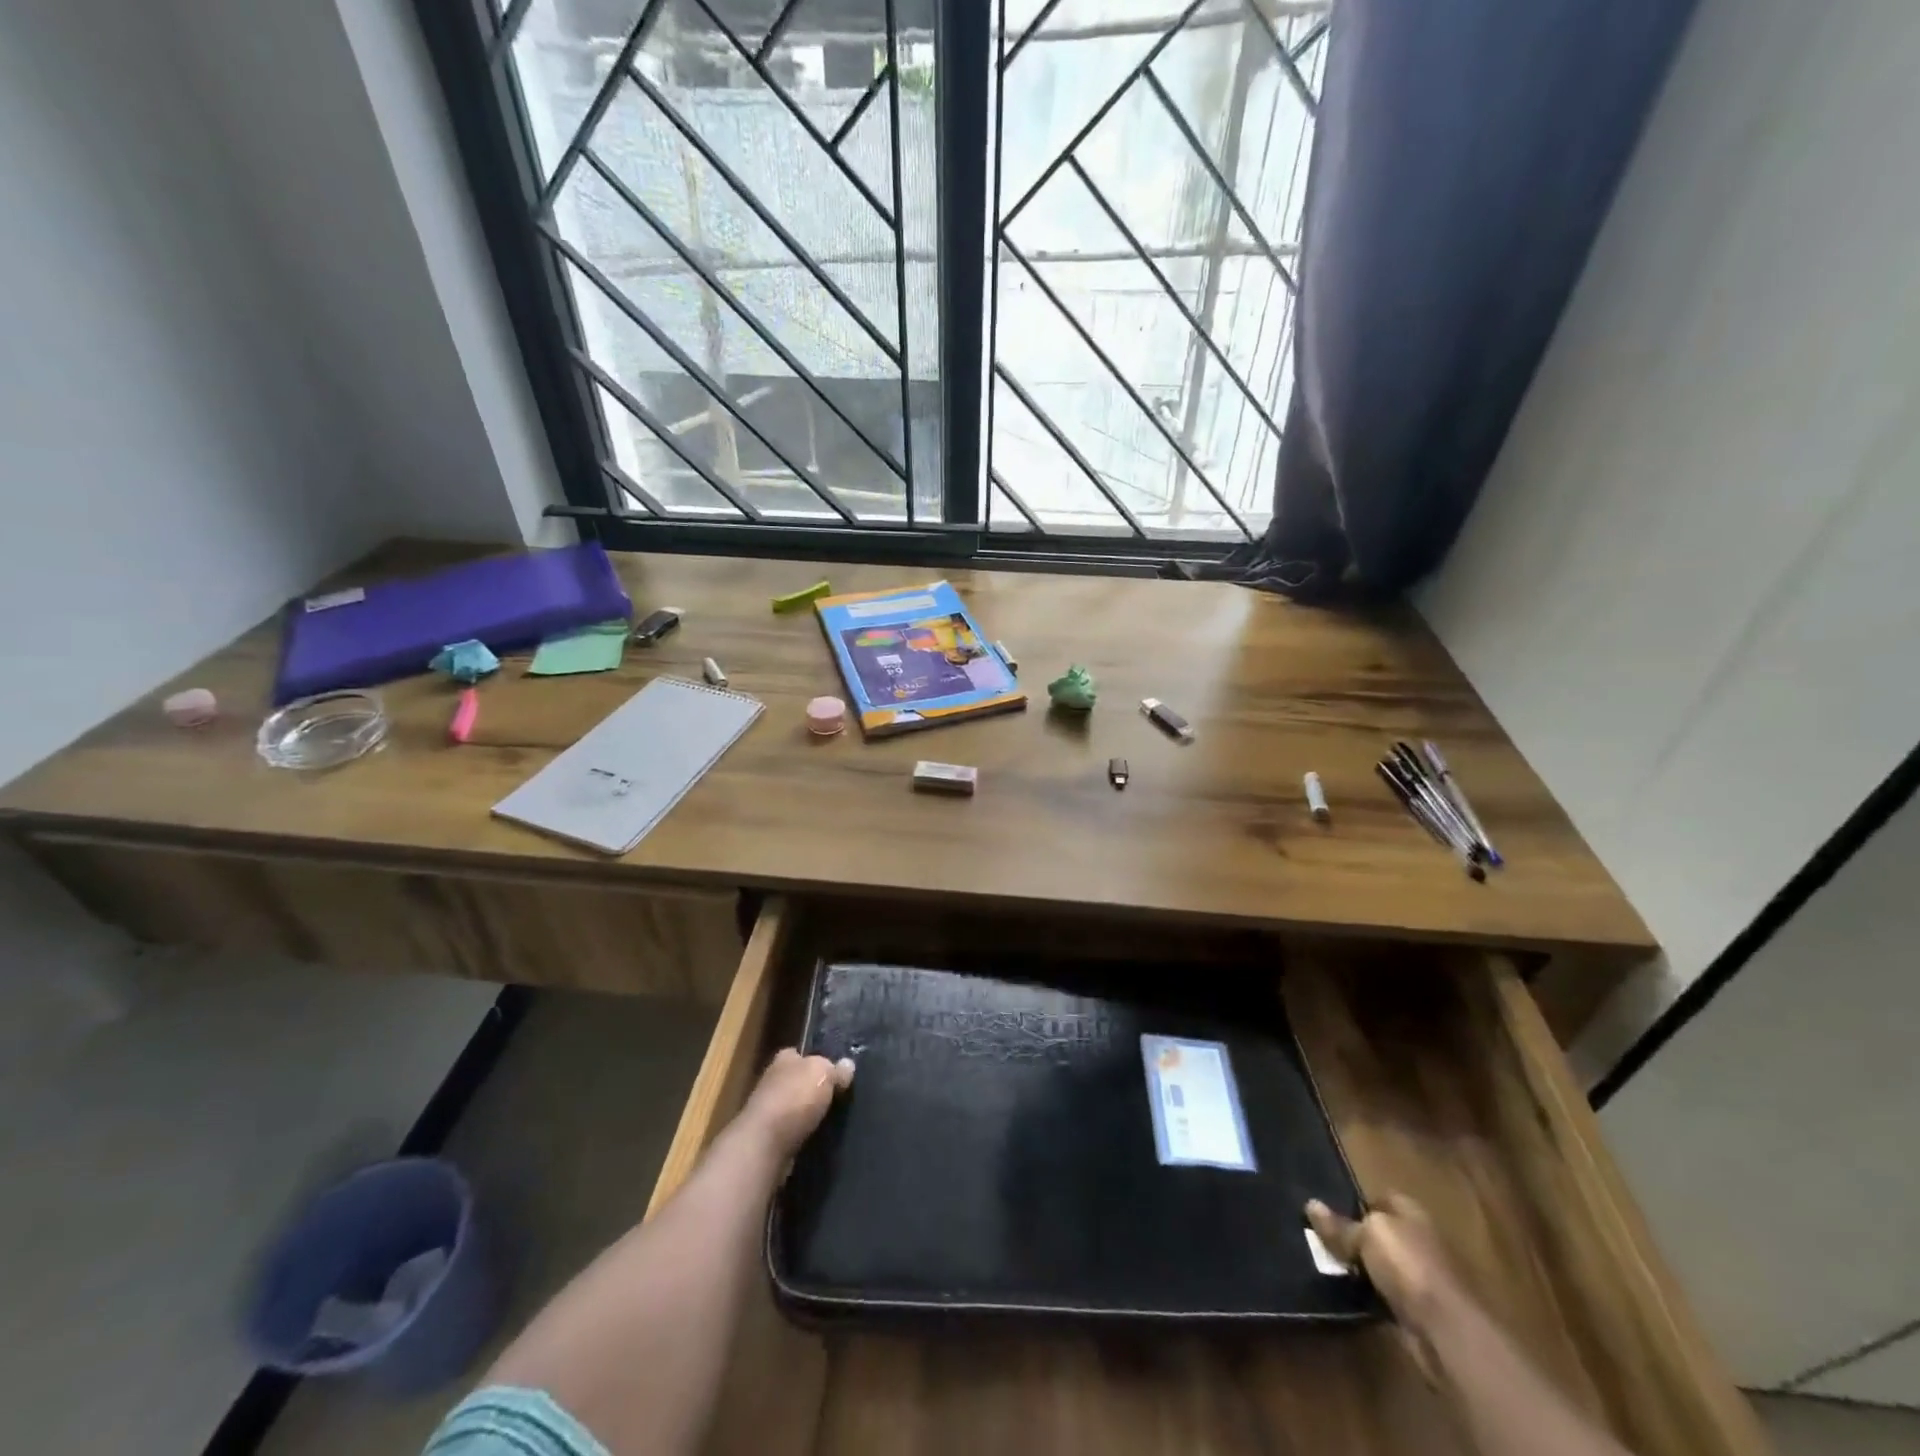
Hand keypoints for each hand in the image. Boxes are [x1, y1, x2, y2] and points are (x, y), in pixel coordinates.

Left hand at [741, 1048, 853, 1157]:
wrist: (764, 1146)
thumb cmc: (794, 1099)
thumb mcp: (823, 1073)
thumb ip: (836, 1069)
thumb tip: (848, 1065)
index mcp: (783, 1059)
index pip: (801, 1054)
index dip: (817, 1060)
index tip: (835, 1070)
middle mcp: (773, 1081)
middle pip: (798, 1081)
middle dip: (815, 1088)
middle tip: (841, 1095)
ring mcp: (769, 1112)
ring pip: (796, 1108)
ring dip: (810, 1114)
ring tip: (835, 1119)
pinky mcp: (769, 1139)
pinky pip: (793, 1132)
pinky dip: (804, 1134)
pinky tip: (820, 1138)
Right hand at [1307, 1194, 1462, 1381]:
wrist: (1448, 1331)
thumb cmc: (1408, 1266)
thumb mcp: (1366, 1235)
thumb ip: (1340, 1225)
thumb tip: (1310, 1204)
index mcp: (1410, 1211)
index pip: (1378, 1199)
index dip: (1353, 1204)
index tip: (1326, 1212)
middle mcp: (1418, 1238)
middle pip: (1379, 1232)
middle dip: (1354, 1237)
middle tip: (1320, 1239)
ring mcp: (1421, 1276)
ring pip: (1380, 1265)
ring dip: (1360, 1268)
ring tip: (1326, 1265)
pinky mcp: (1419, 1309)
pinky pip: (1385, 1294)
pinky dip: (1370, 1295)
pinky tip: (1348, 1294)